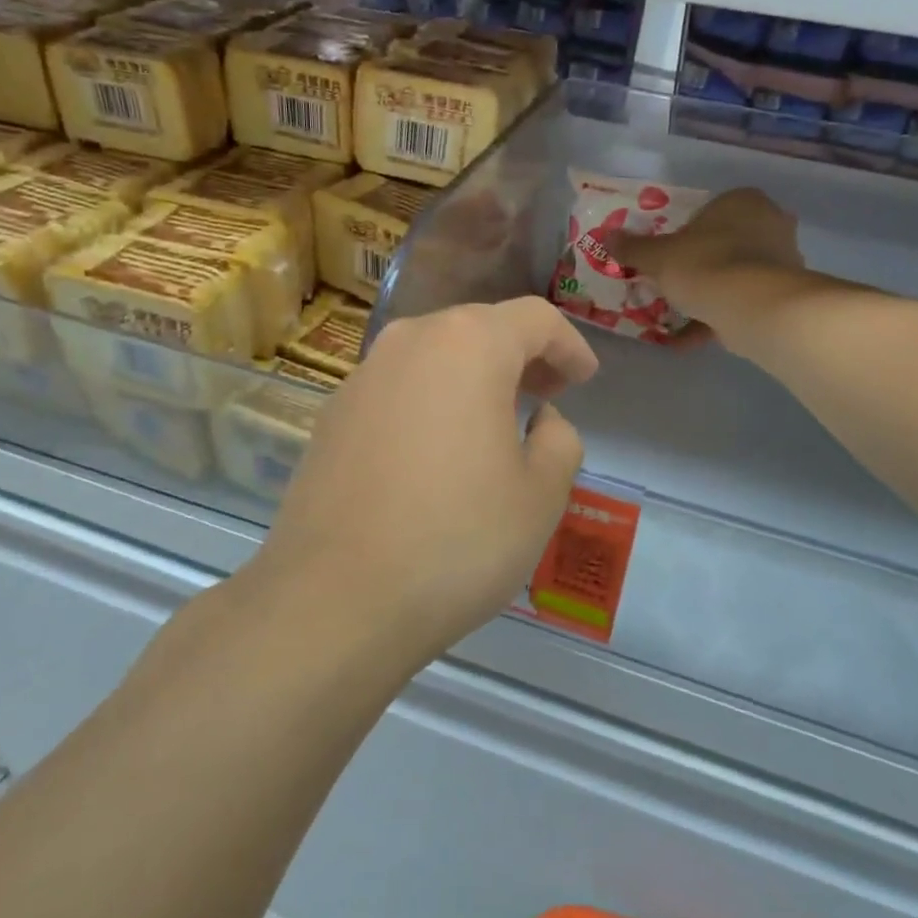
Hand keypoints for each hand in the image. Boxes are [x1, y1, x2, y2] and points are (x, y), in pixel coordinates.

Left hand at [251, 298, 598, 667]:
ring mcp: (363, 375)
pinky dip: (430, 400)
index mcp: (469, 345)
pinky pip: (398, 387)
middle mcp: (410, 341)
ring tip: (494, 421)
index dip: (569, 345)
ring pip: (434, 355)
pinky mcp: (332, 414)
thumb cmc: (456, 540)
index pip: (535, 319)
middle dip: (521, 356)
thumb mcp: (541, 495)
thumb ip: (558, 439)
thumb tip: (540, 419)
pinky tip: (437, 451)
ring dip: (473, 376)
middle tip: (547, 396)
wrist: (333, 599)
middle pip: (480, 328)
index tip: (584, 380)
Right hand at [607, 188, 804, 338]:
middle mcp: (769, 223)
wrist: (754, 309)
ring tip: (678, 314)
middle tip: (672, 282)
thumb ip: (633, 247)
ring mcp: (782, 260)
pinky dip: (717, 317)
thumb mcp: (658, 256)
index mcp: (742, 200)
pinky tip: (689, 339)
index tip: (666, 256)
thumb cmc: (705, 266)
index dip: (683, 233)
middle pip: (723, 242)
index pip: (707, 211)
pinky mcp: (783, 294)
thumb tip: (607, 236)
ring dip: (708, 293)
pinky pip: (742, 301)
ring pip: (734, 274)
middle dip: (698, 264)